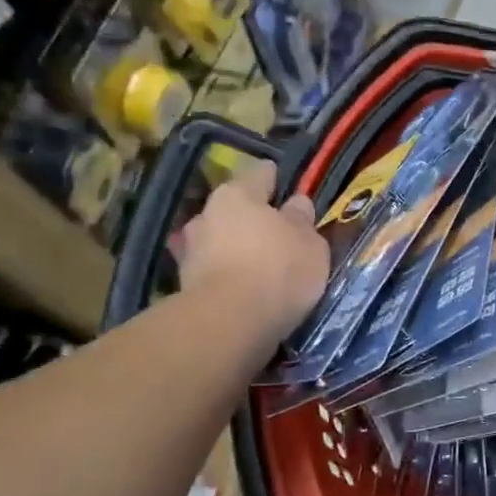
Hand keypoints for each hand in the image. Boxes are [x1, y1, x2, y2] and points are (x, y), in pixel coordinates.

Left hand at [179, 161, 327, 340]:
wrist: (230, 321)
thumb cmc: (278, 270)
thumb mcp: (310, 244)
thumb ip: (303, 221)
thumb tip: (296, 204)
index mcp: (238, 194)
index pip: (260, 174)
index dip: (275, 178)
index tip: (285, 185)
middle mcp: (207, 214)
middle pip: (234, 209)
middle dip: (252, 219)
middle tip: (275, 234)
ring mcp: (190, 250)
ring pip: (220, 240)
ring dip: (235, 248)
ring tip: (258, 266)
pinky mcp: (185, 284)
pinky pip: (214, 271)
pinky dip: (227, 275)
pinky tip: (243, 288)